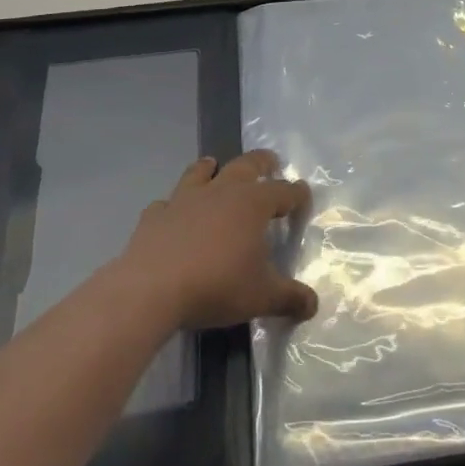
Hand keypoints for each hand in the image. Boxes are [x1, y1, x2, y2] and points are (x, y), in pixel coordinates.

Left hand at [117, 150, 318, 330]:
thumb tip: (313, 304)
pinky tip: (172, 212)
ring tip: (214, 165)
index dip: (297, 193)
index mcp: (252, 204)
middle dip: (261, 162)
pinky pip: (167, 203)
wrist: (151, 289)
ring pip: (201, 172)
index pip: (284, 191)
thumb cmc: (216, 285)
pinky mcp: (155, 215)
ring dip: (210, 168)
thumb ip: (289, 298)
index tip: (304, 195)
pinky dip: (173, 205)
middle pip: (246, 165)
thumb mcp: (261, 297)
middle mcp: (221, 191)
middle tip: (270, 161)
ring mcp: (184, 199)